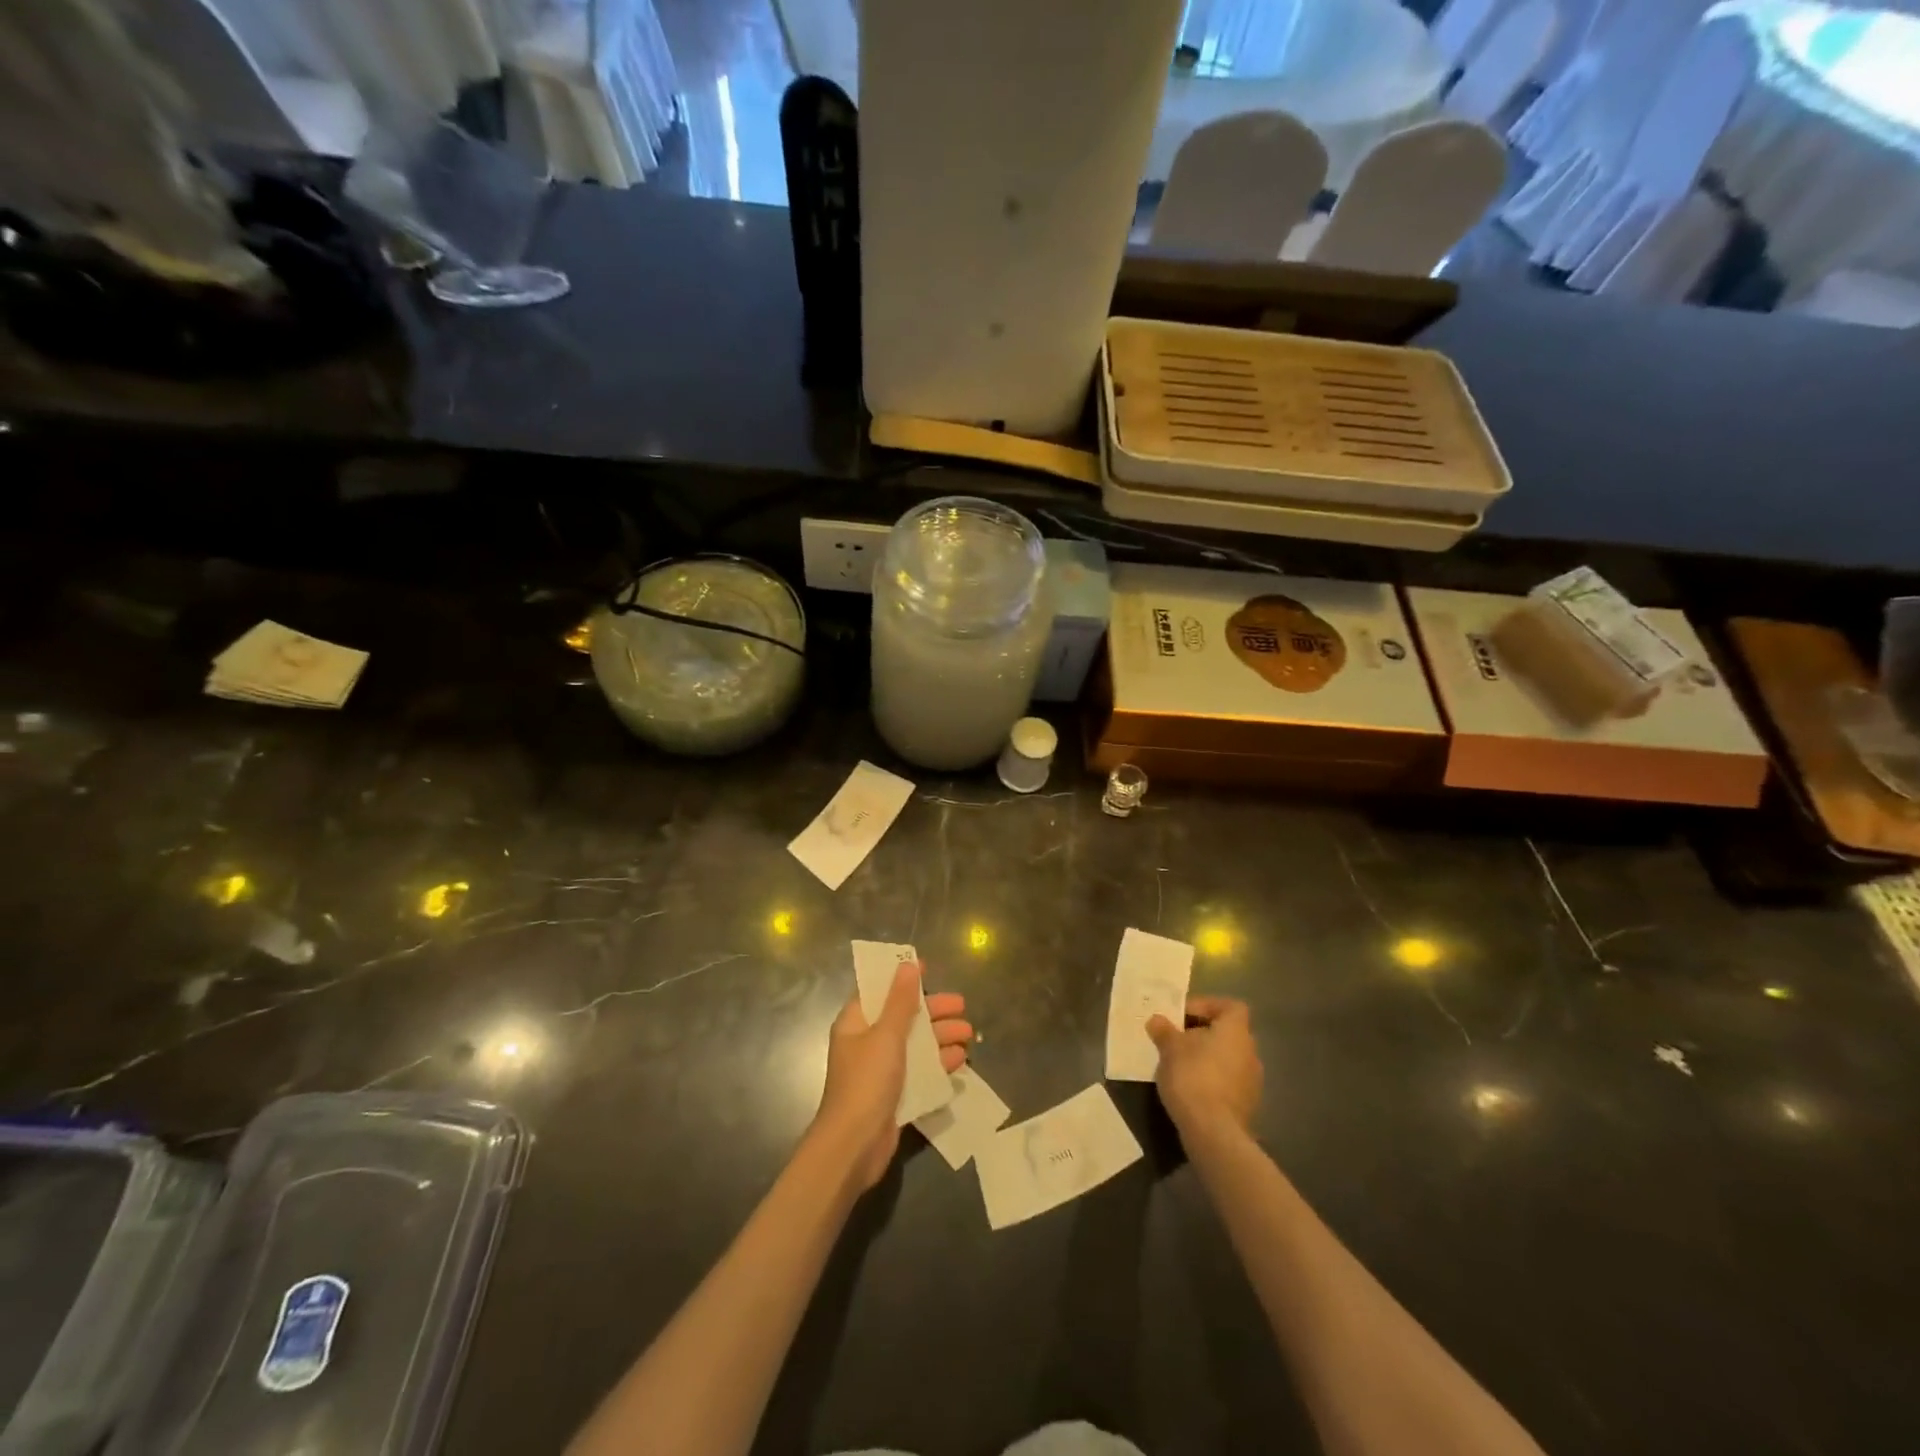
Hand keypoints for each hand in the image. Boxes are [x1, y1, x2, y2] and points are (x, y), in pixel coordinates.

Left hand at [813, 962, 972, 1189]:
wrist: (854, 1146)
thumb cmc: (866, 1081)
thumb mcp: (886, 1035)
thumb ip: (900, 1001)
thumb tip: (907, 965)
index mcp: (856, 1023)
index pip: (878, 991)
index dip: (901, 979)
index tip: (928, 969)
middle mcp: (866, 1042)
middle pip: (903, 1017)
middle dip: (933, 1011)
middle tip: (962, 1006)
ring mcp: (880, 1070)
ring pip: (915, 1045)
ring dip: (941, 1038)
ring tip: (969, 1036)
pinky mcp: (894, 1095)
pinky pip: (919, 1072)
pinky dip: (938, 1065)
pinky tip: (960, 1062)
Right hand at [1147, 995, 1261, 1139]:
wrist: (1213, 1132)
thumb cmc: (1193, 1077)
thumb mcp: (1170, 1048)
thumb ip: (1164, 1030)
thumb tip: (1157, 1020)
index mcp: (1235, 1031)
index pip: (1230, 1006)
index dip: (1207, 1006)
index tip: (1182, 1016)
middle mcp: (1250, 1052)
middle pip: (1226, 1032)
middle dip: (1201, 1034)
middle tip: (1176, 1040)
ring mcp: (1252, 1081)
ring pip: (1227, 1058)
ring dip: (1206, 1058)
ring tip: (1179, 1065)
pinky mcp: (1247, 1105)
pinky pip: (1227, 1082)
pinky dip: (1211, 1080)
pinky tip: (1190, 1089)